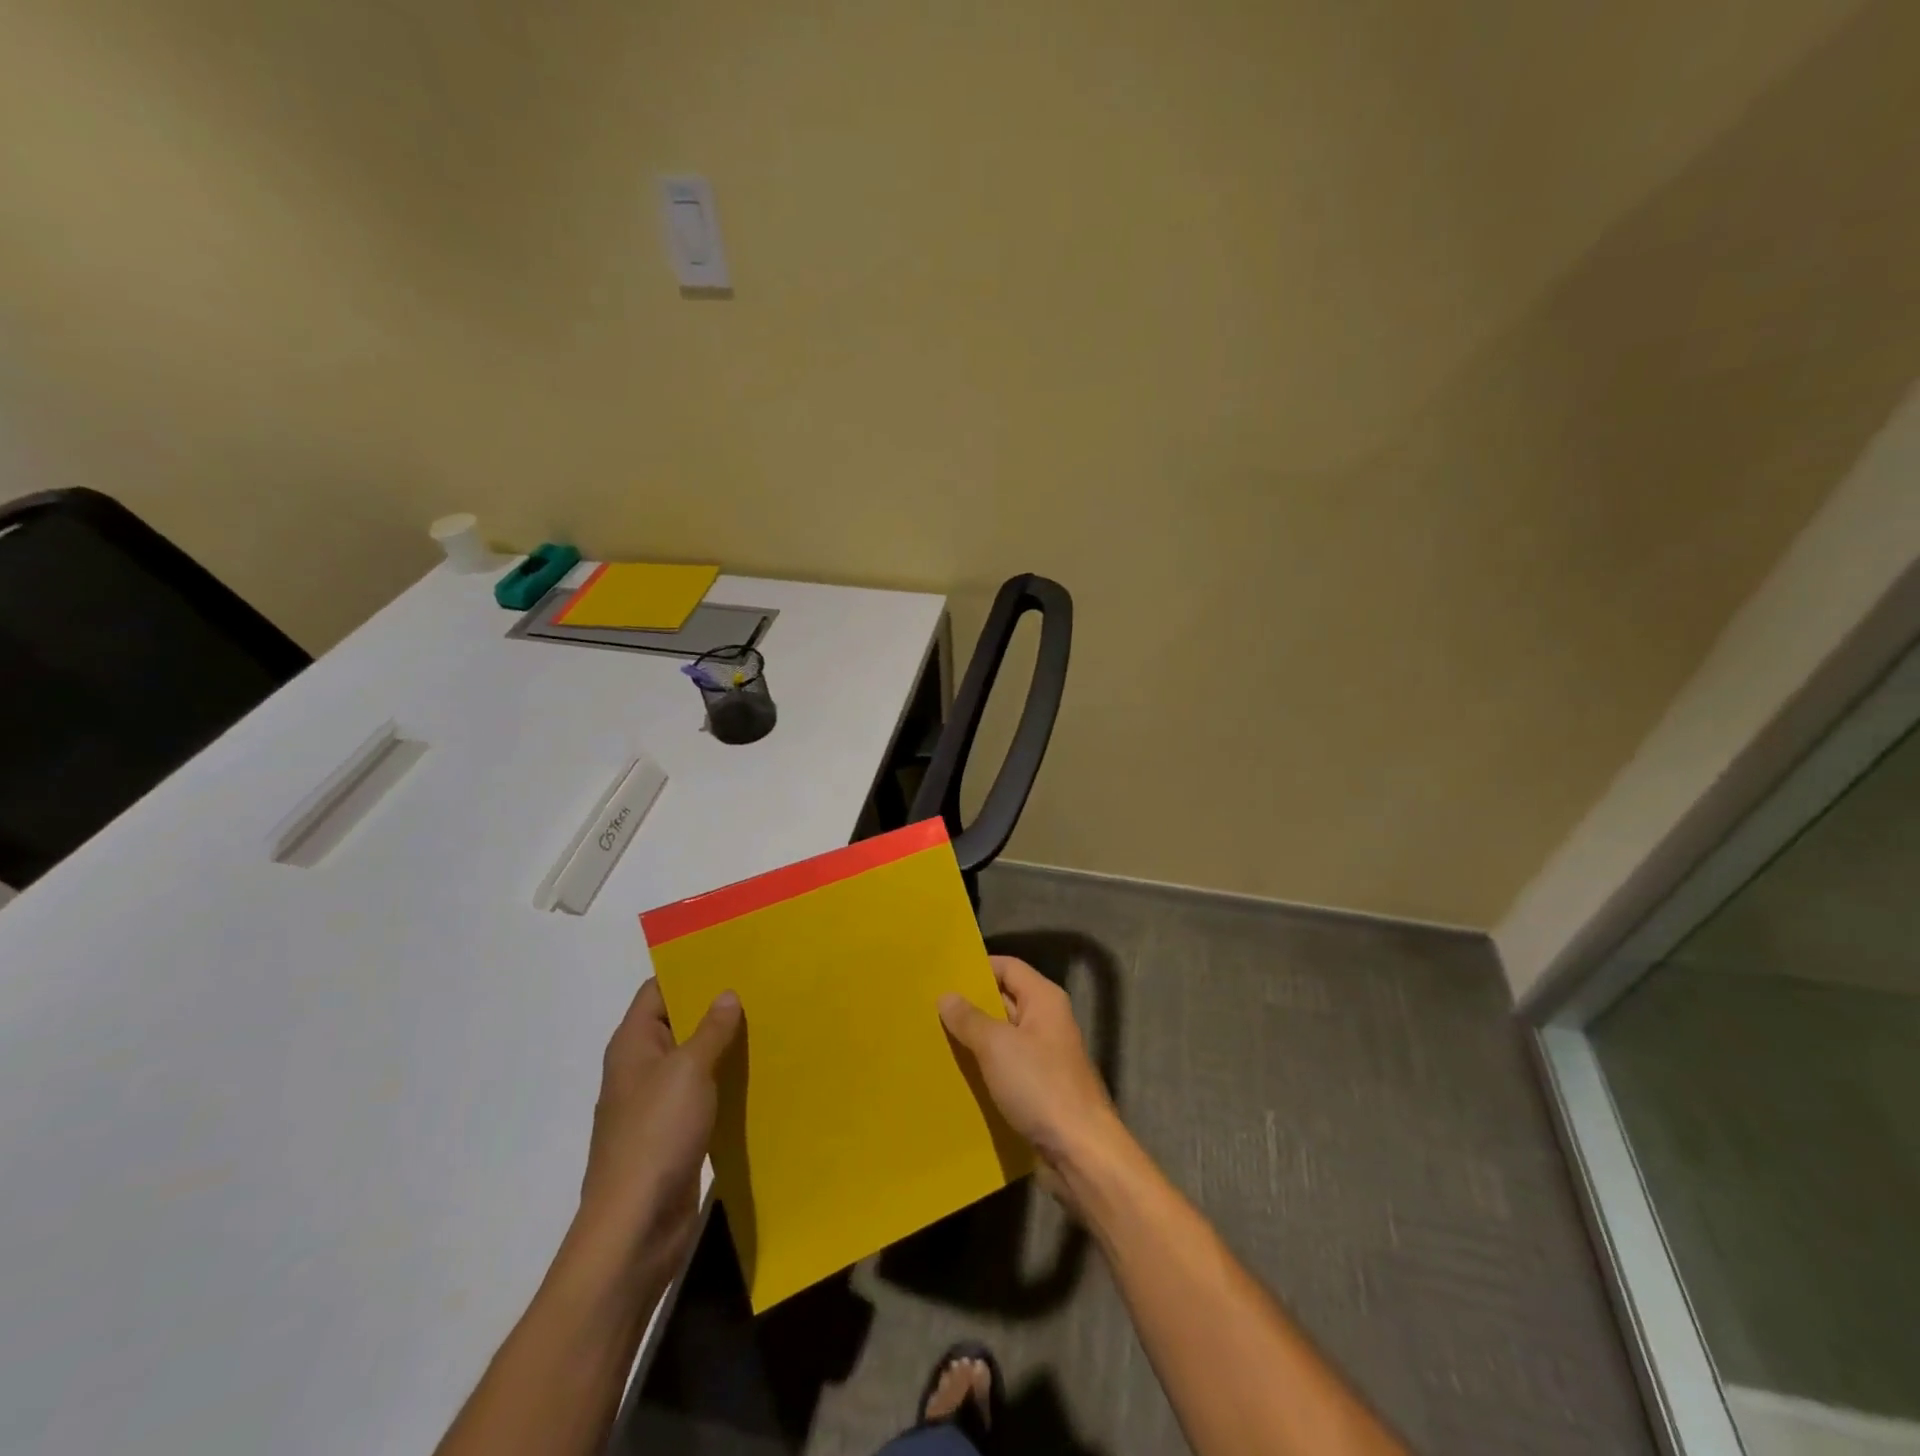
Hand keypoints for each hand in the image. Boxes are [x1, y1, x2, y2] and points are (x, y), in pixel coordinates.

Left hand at [576, 980, 741, 1273]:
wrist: (635, 1227)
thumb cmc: (656, 1135)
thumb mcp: (688, 1071)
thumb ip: (711, 1029)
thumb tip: (727, 994)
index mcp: (633, 1044)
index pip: (658, 990)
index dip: (690, 970)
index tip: (732, 956)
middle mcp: (641, 1068)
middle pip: (678, 1022)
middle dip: (716, 1007)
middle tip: (762, 986)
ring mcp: (656, 1103)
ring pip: (694, 1060)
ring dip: (725, 1046)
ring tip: (770, 1023)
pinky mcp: (674, 1134)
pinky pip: (703, 1094)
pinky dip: (726, 1082)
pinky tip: (760, 1074)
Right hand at [939, 956, 1123, 1200]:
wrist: (1080, 1150)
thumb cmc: (1039, 1085)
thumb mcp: (996, 1046)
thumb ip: (969, 1018)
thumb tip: (947, 996)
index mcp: (1043, 999)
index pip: (1008, 966)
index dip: (977, 967)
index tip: (944, 975)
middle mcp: (1048, 1020)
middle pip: (1005, 999)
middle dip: (971, 1004)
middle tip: (931, 1007)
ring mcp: (1046, 1054)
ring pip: (1004, 1035)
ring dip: (976, 1038)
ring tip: (936, 1038)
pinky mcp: (1041, 1086)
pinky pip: (1008, 1065)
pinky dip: (986, 1066)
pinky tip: (959, 1073)